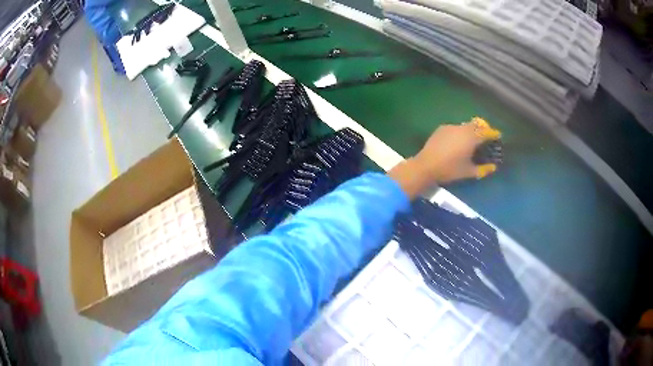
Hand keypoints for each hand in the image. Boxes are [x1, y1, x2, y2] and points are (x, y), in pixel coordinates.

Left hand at [388, 117, 500, 198]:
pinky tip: (458, 141)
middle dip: (483, 129)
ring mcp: (451, 127)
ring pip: (466, 125)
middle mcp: (462, 129)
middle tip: (487, 137)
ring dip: (471, 130)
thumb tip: (493, 168)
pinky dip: (461, 132)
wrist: (426, 165)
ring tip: (473, 139)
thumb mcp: (468, 172)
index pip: (486, 132)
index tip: (498, 135)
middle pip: (477, 125)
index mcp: (471, 138)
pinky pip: (456, 128)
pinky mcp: (442, 128)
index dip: (493, 133)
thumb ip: (483, 169)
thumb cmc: (449, 169)